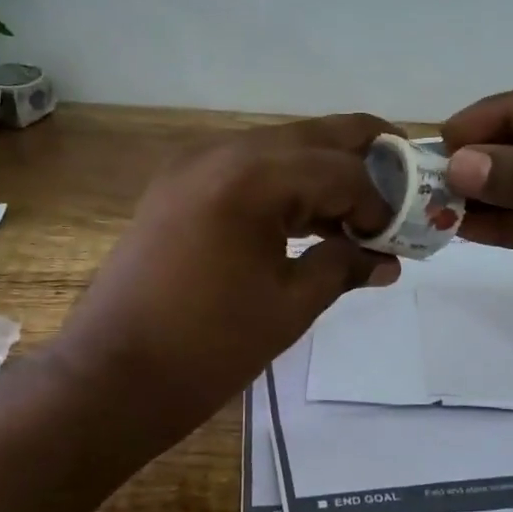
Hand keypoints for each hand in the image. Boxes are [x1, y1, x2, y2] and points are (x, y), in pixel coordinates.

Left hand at [54, 115, 400, 440]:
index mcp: (252, 176)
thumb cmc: (209, 347)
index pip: (340, 169)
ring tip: (356, 211)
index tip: (395, 239)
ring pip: (279, 148)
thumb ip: (344, 266)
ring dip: (322, 171)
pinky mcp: (176, 187)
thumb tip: (386, 259)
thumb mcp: (291, 305)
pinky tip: (306, 219)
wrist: (112, 375)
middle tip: (400, 186)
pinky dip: (283, 185)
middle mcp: (221, 152)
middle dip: (361, 159)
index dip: (378, 201)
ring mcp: (192, 165)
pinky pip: (245, 169)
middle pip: (312, 136)